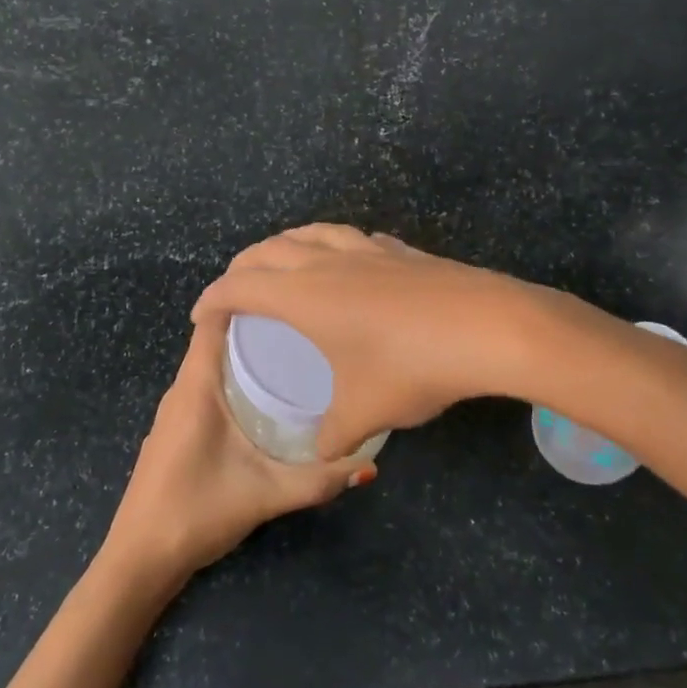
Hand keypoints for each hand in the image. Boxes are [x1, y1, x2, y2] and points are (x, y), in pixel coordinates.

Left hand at [104, 317, 374, 581]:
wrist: (139, 560)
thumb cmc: (196, 512)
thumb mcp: (266, 494)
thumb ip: (318, 481)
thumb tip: (370, 465)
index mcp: (196, 387)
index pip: (214, 320)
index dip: (245, 297)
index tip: (287, 290)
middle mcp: (182, 389)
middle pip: (216, 338)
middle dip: (257, 324)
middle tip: (306, 321)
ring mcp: (175, 410)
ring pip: (211, 363)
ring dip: (245, 352)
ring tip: (294, 349)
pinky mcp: (176, 429)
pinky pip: (207, 385)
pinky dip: (234, 377)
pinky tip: (266, 394)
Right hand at [192, 224, 550, 460]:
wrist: (486, 327)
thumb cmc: (410, 367)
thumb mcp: (363, 412)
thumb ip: (333, 437)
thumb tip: (325, 454)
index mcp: (302, 295)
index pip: (240, 287)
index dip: (213, 300)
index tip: (200, 317)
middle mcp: (327, 262)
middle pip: (269, 250)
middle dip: (242, 266)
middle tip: (234, 289)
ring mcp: (367, 250)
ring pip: (311, 233)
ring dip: (285, 244)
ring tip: (281, 262)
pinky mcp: (401, 251)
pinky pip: (350, 238)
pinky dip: (330, 244)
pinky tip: (346, 262)